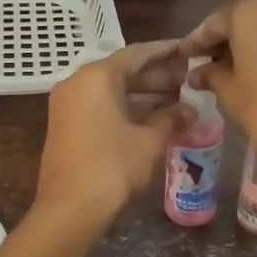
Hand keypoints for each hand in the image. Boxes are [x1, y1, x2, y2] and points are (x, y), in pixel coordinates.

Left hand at [36, 42, 192, 221]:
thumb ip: (171, 118)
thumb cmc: (113, 166)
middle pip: (123, 71)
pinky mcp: (66, 125)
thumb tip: (191, 111)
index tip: (188, 50)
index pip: (137, 54)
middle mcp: (78, 83)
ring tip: (177, 100)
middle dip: (157, 76)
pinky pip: (100, 106)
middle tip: (188, 80)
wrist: (69, 207)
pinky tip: (152, 119)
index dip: (166, 51)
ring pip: (111, 90)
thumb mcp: (149, 141)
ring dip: (143, 94)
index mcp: (97, 76)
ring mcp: (68, 104)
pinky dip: (125, 108)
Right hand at [177, 0, 256, 204]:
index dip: (196, 42)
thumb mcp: (230, 92)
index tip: (183, 56)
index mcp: (250, 11)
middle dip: (225, 40)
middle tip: (205, 63)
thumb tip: (197, 73)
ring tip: (231, 70)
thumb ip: (211, 75)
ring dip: (249, 44)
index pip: (215, 23)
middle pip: (243, 19)